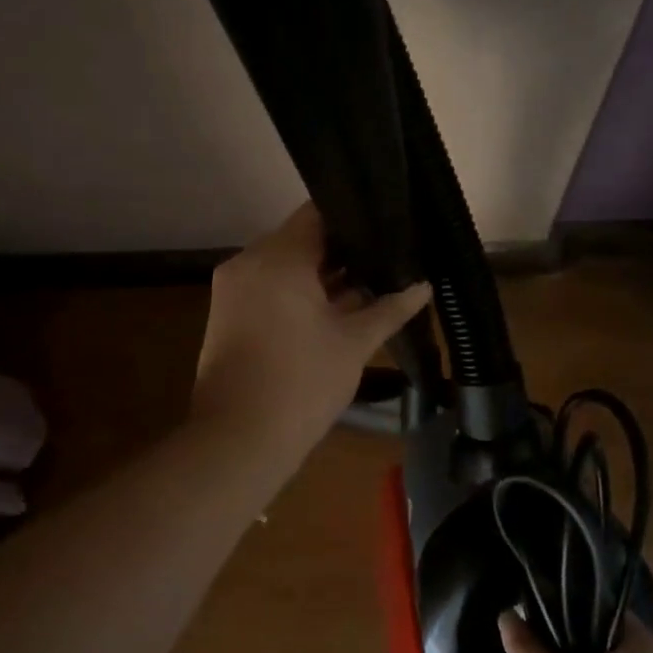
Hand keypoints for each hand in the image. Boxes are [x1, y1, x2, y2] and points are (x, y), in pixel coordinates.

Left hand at [190, 204, 430, 467]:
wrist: (238, 440)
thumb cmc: (302, 384)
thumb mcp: (353, 344)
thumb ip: (389, 308)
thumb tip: (424, 286)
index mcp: (278, 258)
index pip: (318, 213)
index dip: (354, 217)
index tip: (385, 226)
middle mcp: (249, 261)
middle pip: (301, 238)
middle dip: (342, 249)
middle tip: (385, 257)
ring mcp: (234, 288)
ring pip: (285, 264)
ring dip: (320, 273)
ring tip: (368, 281)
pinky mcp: (228, 312)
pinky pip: (269, 286)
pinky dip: (298, 291)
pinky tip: (335, 307)